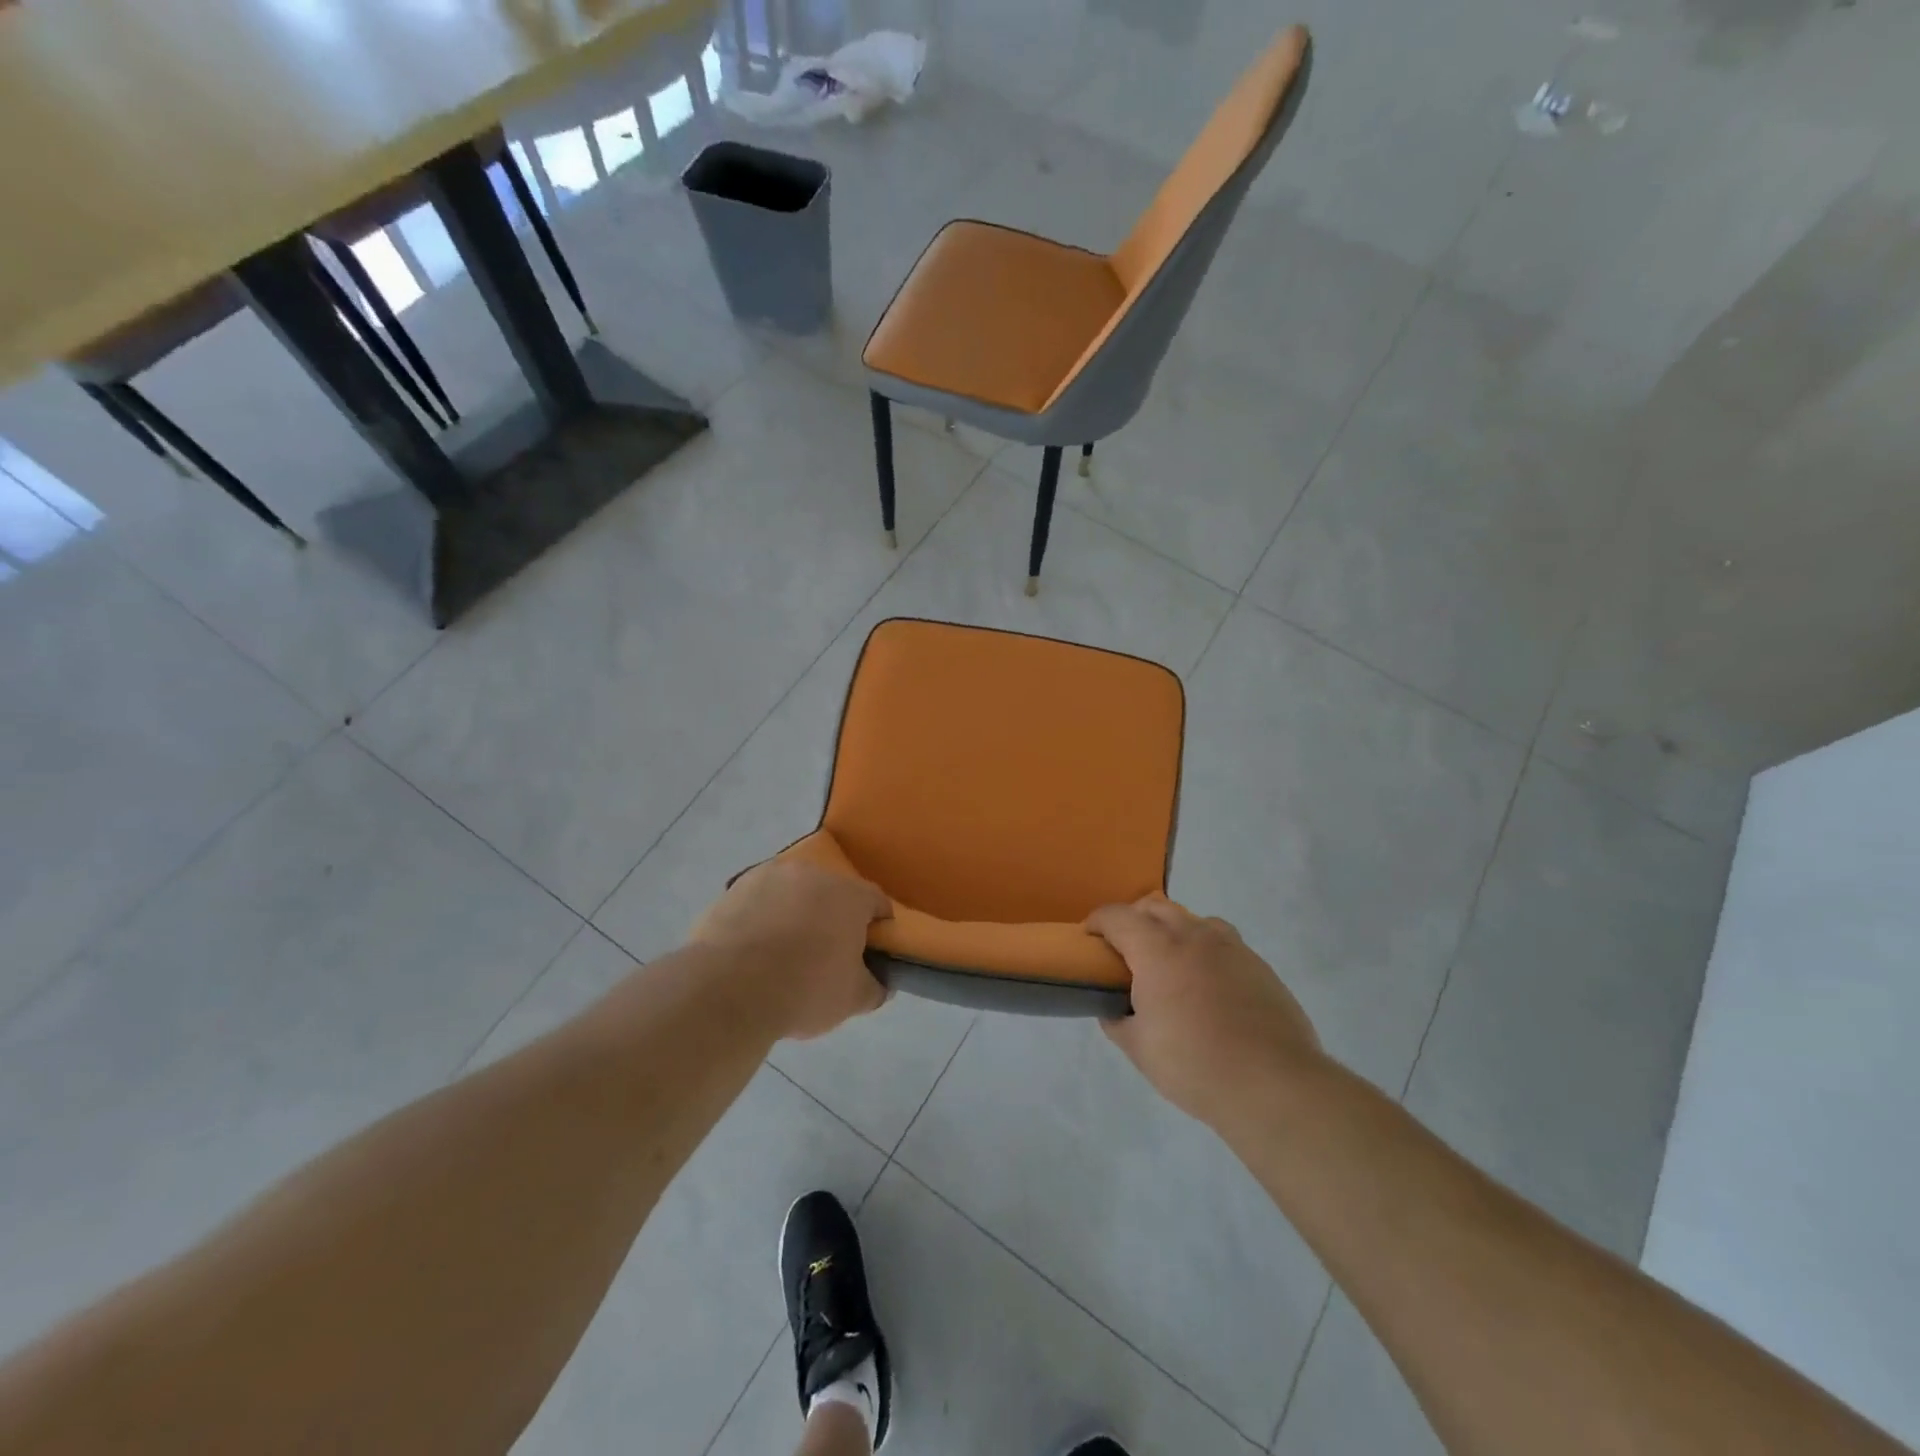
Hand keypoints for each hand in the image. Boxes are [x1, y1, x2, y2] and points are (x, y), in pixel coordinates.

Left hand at [690, 860, 892, 1039]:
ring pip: (793, 895)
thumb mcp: (853, 999)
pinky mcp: (733, 890)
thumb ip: (875, 987)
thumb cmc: (804, 990)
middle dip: (833, 919)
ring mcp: (768, 877)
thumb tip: (879, 982)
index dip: (878, 927)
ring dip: (795, 915)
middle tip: (826, 956)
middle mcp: (812, 873)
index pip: (876, 902)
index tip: (870, 953)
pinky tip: (753, 953)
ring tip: (783, 955)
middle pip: (832, 894)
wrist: (727, 990)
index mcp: (849, 894)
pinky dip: (762, 920)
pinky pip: (759, 904)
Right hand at [1088, 895, 1320, 1126]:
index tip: (1089, 937)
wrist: (1273, 1084)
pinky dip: (1205, 950)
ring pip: (1193, 920)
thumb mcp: (1140, 1049)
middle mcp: (1193, 936)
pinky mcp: (1259, 965)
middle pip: (1155, 907)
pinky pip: (1223, 942)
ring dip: (1173, 930)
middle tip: (1125, 949)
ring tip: (1169, 963)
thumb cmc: (1195, 1065)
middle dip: (1134, 919)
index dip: (1097, 922)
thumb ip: (1118, 1021)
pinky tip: (1208, 985)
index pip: (1118, 916)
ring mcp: (1231, 947)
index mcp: (1157, 950)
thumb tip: (1113, 1010)